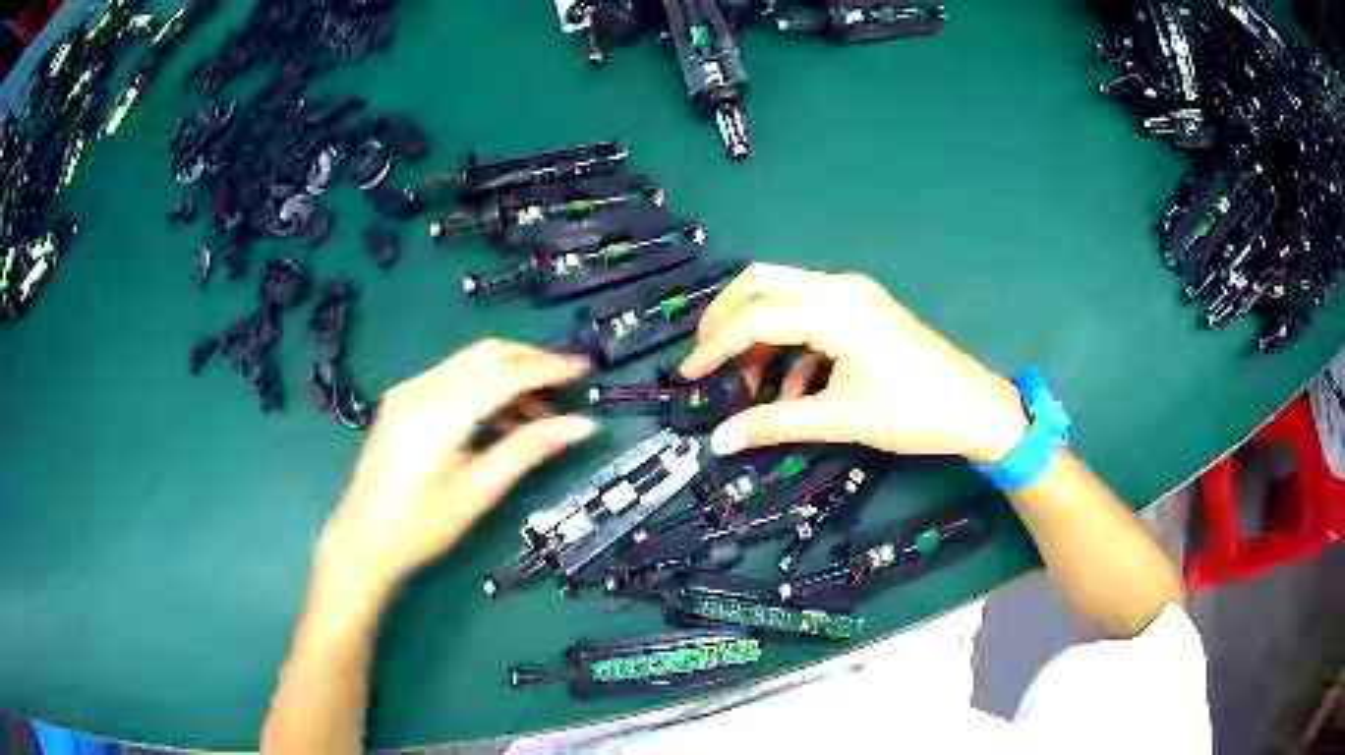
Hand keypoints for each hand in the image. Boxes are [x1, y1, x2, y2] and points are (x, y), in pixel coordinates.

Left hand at [318, 340, 595, 593]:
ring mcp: (409, 390)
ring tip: (542, 413)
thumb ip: (528, 449)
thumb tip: (581, 425)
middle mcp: (422, 387)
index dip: (549, 368)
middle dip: (532, 361)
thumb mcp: (478, 490)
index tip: (584, 370)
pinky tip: (504, 418)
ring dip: (510, 376)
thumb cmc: (421, 525)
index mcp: (441, 411)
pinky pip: (454, 377)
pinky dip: (485, 387)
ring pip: (471, 362)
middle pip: (489, 353)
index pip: (507, 372)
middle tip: (568, 384)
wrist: (363, 538)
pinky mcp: (403, 400)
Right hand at [680, 264, 1027, 463]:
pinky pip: (810, 315)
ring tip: (748, 385)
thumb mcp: (840, 419)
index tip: (687, 376)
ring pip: (784, 295)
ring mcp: (853, 294)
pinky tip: (791, 390)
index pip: (756, 316)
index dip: (715, 345)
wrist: (974, 408)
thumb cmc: (913, 412)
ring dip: (758, 335)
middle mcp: (839, 287)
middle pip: (761, 283)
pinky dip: (790, 346)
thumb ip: (774, 425)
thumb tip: (719, 442)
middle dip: (725, 319)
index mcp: (834, 309)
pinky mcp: (862, 308)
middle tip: (705, 359)